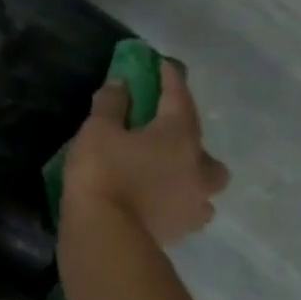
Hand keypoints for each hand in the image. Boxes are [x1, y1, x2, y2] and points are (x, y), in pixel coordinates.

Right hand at [62, 59, 228, 245]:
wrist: (106, 235)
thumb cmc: (102, 173)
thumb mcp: (97, 130)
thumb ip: (111, 104)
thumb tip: (121, 83)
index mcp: (179, 135)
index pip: (178, 97)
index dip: (169, 78)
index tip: (162, 64)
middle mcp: (198, 166)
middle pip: (201, 144)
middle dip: (187, 135)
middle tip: (163, 134)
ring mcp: (196, 202)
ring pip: (203, 181)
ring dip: (189, 173)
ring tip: (164, 175)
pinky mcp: (184, 229)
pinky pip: (188, 208)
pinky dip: (177, 201)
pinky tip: (158, 202)